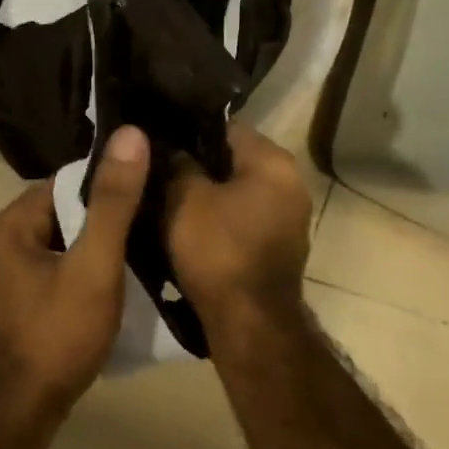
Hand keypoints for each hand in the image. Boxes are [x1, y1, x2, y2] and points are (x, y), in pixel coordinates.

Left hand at [0, 125, 150, 437]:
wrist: (12, 419)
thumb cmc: (54, 337)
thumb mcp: (93, 266)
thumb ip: (113, 202)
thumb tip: (130, 134)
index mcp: (7, 227)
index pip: (62, 184)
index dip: (105, 188)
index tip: (146, 197)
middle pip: (58, 217)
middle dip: (100, 224)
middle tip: (148, 234)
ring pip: (55, 251)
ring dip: (90, 255)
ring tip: (136, 263)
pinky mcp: (6, 312)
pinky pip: (47, 279)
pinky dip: (75, 280)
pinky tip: (104, 297)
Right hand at [163, 123, 312, 339]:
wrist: (249, 322)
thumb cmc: (218, 251)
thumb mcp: (185, 199)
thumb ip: (179, 165)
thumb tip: (173, 148)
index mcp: (274, 162)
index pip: (226, 126)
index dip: (188, 130)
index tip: (158, 139)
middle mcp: (291, 183)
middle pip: (233, 160)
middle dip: (197, 164)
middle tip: (157, 170)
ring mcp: (288, 218)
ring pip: (237, 192)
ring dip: (206, 195)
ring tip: (166, 198)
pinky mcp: (277, 247)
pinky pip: (241, 219)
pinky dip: (218, 220)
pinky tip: (188, 228)